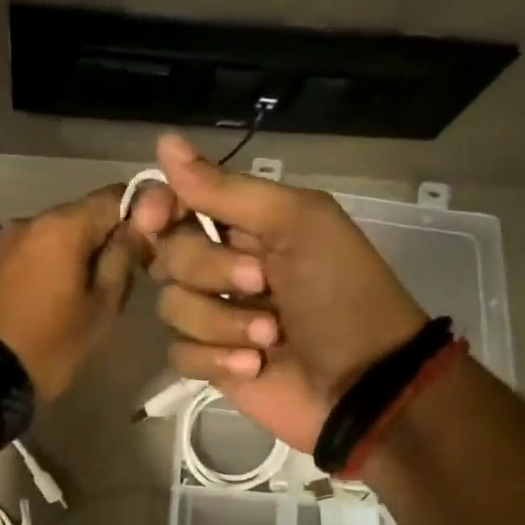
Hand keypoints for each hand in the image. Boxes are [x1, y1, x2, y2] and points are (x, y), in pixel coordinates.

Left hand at [0, 185, 148, 401]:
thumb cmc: (51, 343)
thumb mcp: (101, 307)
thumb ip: (122, 259)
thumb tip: (137, 229)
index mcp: (62, 226)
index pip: (114, 195)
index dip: (139, 214)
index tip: (148, 246)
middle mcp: (32, 220)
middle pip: (84, 214)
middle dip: (107, 238)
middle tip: (122, 278)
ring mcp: (7, 238)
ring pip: (58, 233)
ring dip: (79, 252)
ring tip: (88, 292)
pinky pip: (35, 249)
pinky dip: (53, 262)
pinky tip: (57, 295)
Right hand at [128, 134, 425, 450]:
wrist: (367, 383)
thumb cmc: (342, 293)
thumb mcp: (298, 223)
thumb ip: (228, 189)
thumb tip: (163, 141)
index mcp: (246, 224)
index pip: (177, 202)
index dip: (158, 208)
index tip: (157, 219)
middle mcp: (224, 266)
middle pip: (168, 255)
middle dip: (211, 271)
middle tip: (261, 283)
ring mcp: (216, 317)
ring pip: (171, 307)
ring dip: (221, 322)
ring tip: (269, 336)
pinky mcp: (212, 364)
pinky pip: (179, 353)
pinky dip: (216, 360)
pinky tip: (254, 367)